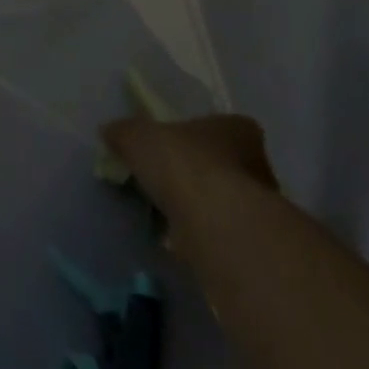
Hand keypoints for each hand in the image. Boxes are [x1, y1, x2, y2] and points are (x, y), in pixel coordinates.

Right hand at [101, 113, 278, 222]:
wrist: (216, 225)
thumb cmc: (183, 164)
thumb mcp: (137, 137)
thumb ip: (124, 132)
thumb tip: (110, 132)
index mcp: (237, 128)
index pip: (215, 125)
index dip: (189, 135)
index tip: (166, 147)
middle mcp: (257, 164)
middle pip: (220, 164)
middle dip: (194, 173)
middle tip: (162, 180)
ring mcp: (258, 206)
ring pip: (220, 200)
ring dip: (197, 206)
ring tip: (163, 212)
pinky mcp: (249, 242)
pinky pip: (217, 232)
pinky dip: (197, 235)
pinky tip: (175, 239)